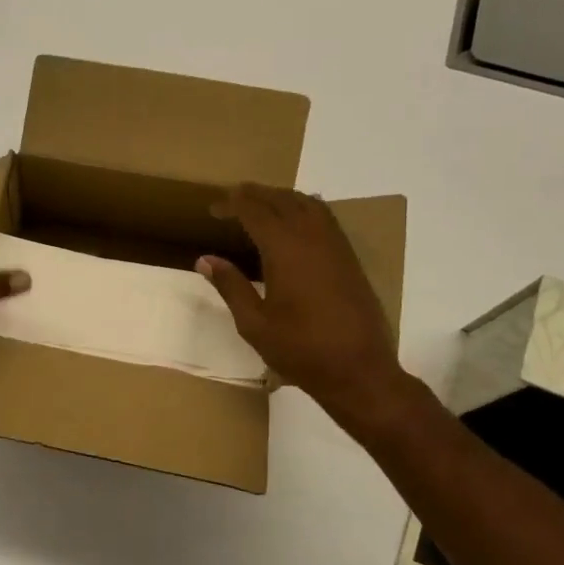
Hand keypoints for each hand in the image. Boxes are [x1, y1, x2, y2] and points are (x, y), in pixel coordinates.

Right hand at [196, 184, 403, 408]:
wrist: (358, 370)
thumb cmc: (300, 349)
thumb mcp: (254, 323)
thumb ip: (230, 286)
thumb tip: (205, 260)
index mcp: (285, 250)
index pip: (254, 212)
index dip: (232, 204)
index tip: (213, 208)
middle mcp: (312, 238)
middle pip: (281, 200)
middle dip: (255, 194)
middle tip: (232, 198)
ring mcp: (335, 245)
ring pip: (307, 203)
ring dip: (281, 197)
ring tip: (261, 203)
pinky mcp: (349, 258)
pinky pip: (325, 217)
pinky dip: (304, 208)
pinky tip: (295, 222)